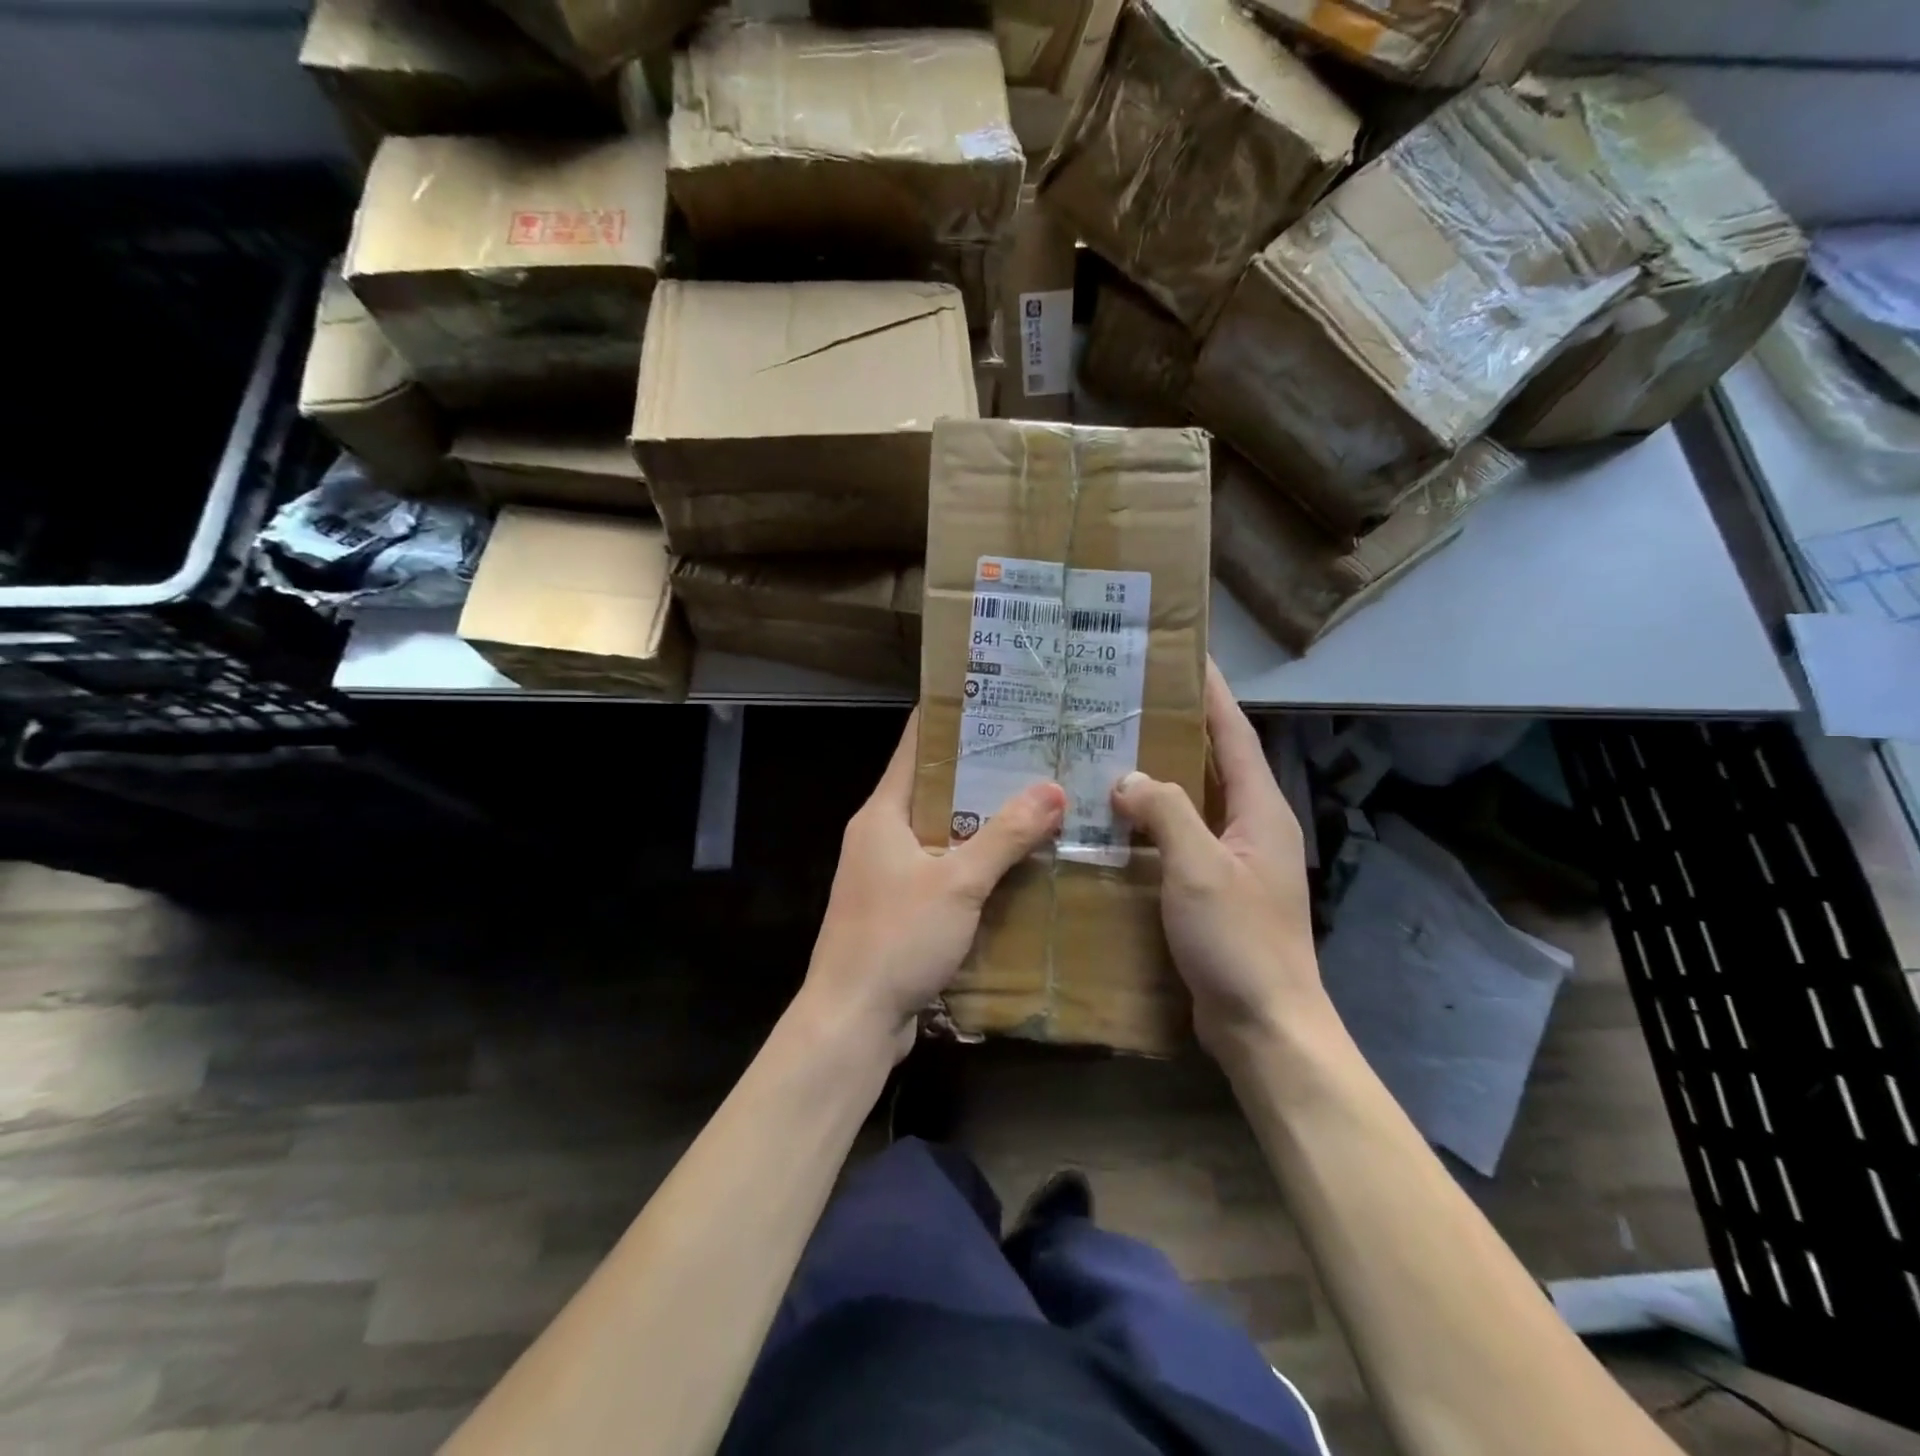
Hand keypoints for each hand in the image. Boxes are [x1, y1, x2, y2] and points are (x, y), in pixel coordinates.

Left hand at [799, 709, 1065, 1060]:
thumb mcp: (957, 883)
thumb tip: (1053, 789)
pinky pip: (941, 870)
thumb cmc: (896, 938)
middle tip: (1036, 755)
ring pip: (941, 832)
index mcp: (882, 813)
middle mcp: (879, 835)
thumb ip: (1005, 836)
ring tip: (1037, 801)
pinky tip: (1016, 864)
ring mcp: (887, 873)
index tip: (997, 704)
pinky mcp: (898, 907)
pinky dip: (973, 863)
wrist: (852, 1020)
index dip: (952, 722)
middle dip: (981, 773)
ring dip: (982, 821)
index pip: (915, 748)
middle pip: (933, 789)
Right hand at [1111, 661, 1324, 1058]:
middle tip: (1128, 702)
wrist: (1264, 1024)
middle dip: (1177, 728)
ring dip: (1158, 776)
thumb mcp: (1200, 867)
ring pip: (1192, 801)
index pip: (1235, 733)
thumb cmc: (1240, 941)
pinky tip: (1113, 821)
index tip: (1185, 655)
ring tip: (1110, 751)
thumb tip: (1127, 778)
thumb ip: (1166, 811)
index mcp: (1260, 809)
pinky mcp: (1213, 889)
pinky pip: (1179, 838)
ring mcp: (1233, 860)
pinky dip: (1150, 823)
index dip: (1211, 692)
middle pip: (1214, 761)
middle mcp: (1251, 826)